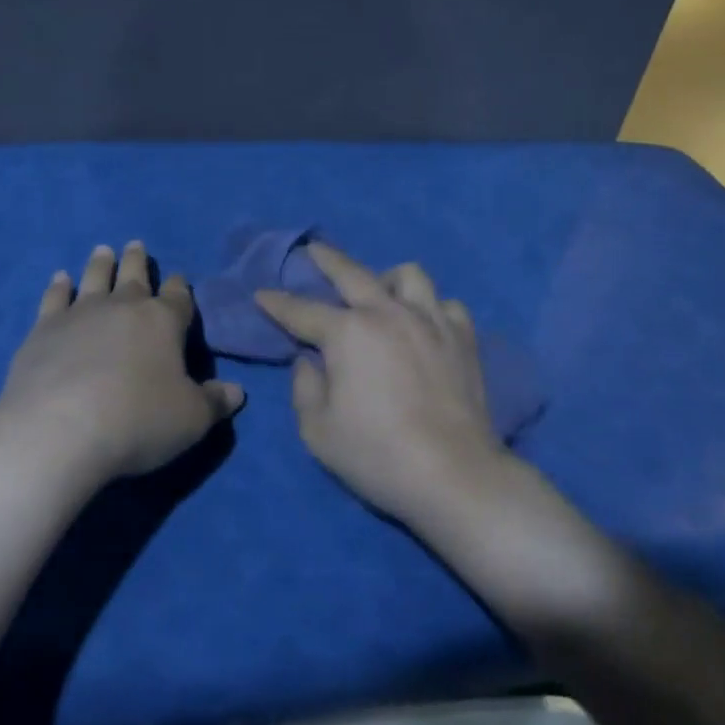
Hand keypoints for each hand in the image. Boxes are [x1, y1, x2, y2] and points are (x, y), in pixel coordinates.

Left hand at [0, 242, 244, 482]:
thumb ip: (213, 403)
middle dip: (138, 261)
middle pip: (134, 276)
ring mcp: (80, 313)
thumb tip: (236, 392)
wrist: (58, 431)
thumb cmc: (136, 421)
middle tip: (136, 245)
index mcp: (163, 321)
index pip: (178, 296)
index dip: (179, 287)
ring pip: (95, 278)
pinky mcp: (44, 329)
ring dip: (101, 264)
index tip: (178, 278)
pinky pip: (54, 298)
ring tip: (103, 251)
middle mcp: (123, 307)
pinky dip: (59, 287)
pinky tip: (60, 279)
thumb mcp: (190, 420)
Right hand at [255, 243, 507, 527]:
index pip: (302, 311)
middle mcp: (388, 313)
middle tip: (313, 250)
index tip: (262, 293)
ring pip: (408, 275)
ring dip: (387, 279)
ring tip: (381, 294)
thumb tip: (309, 361)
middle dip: (326, 258)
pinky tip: (424, 324)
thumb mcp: (318, 430)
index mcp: (348, 333)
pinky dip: (431, 309)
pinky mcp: (463, 338)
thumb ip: (305, 388)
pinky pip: (446, 305)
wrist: (453, 474)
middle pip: (352, 272)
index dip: (277, 302)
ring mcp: (430, 321)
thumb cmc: (376, 454)